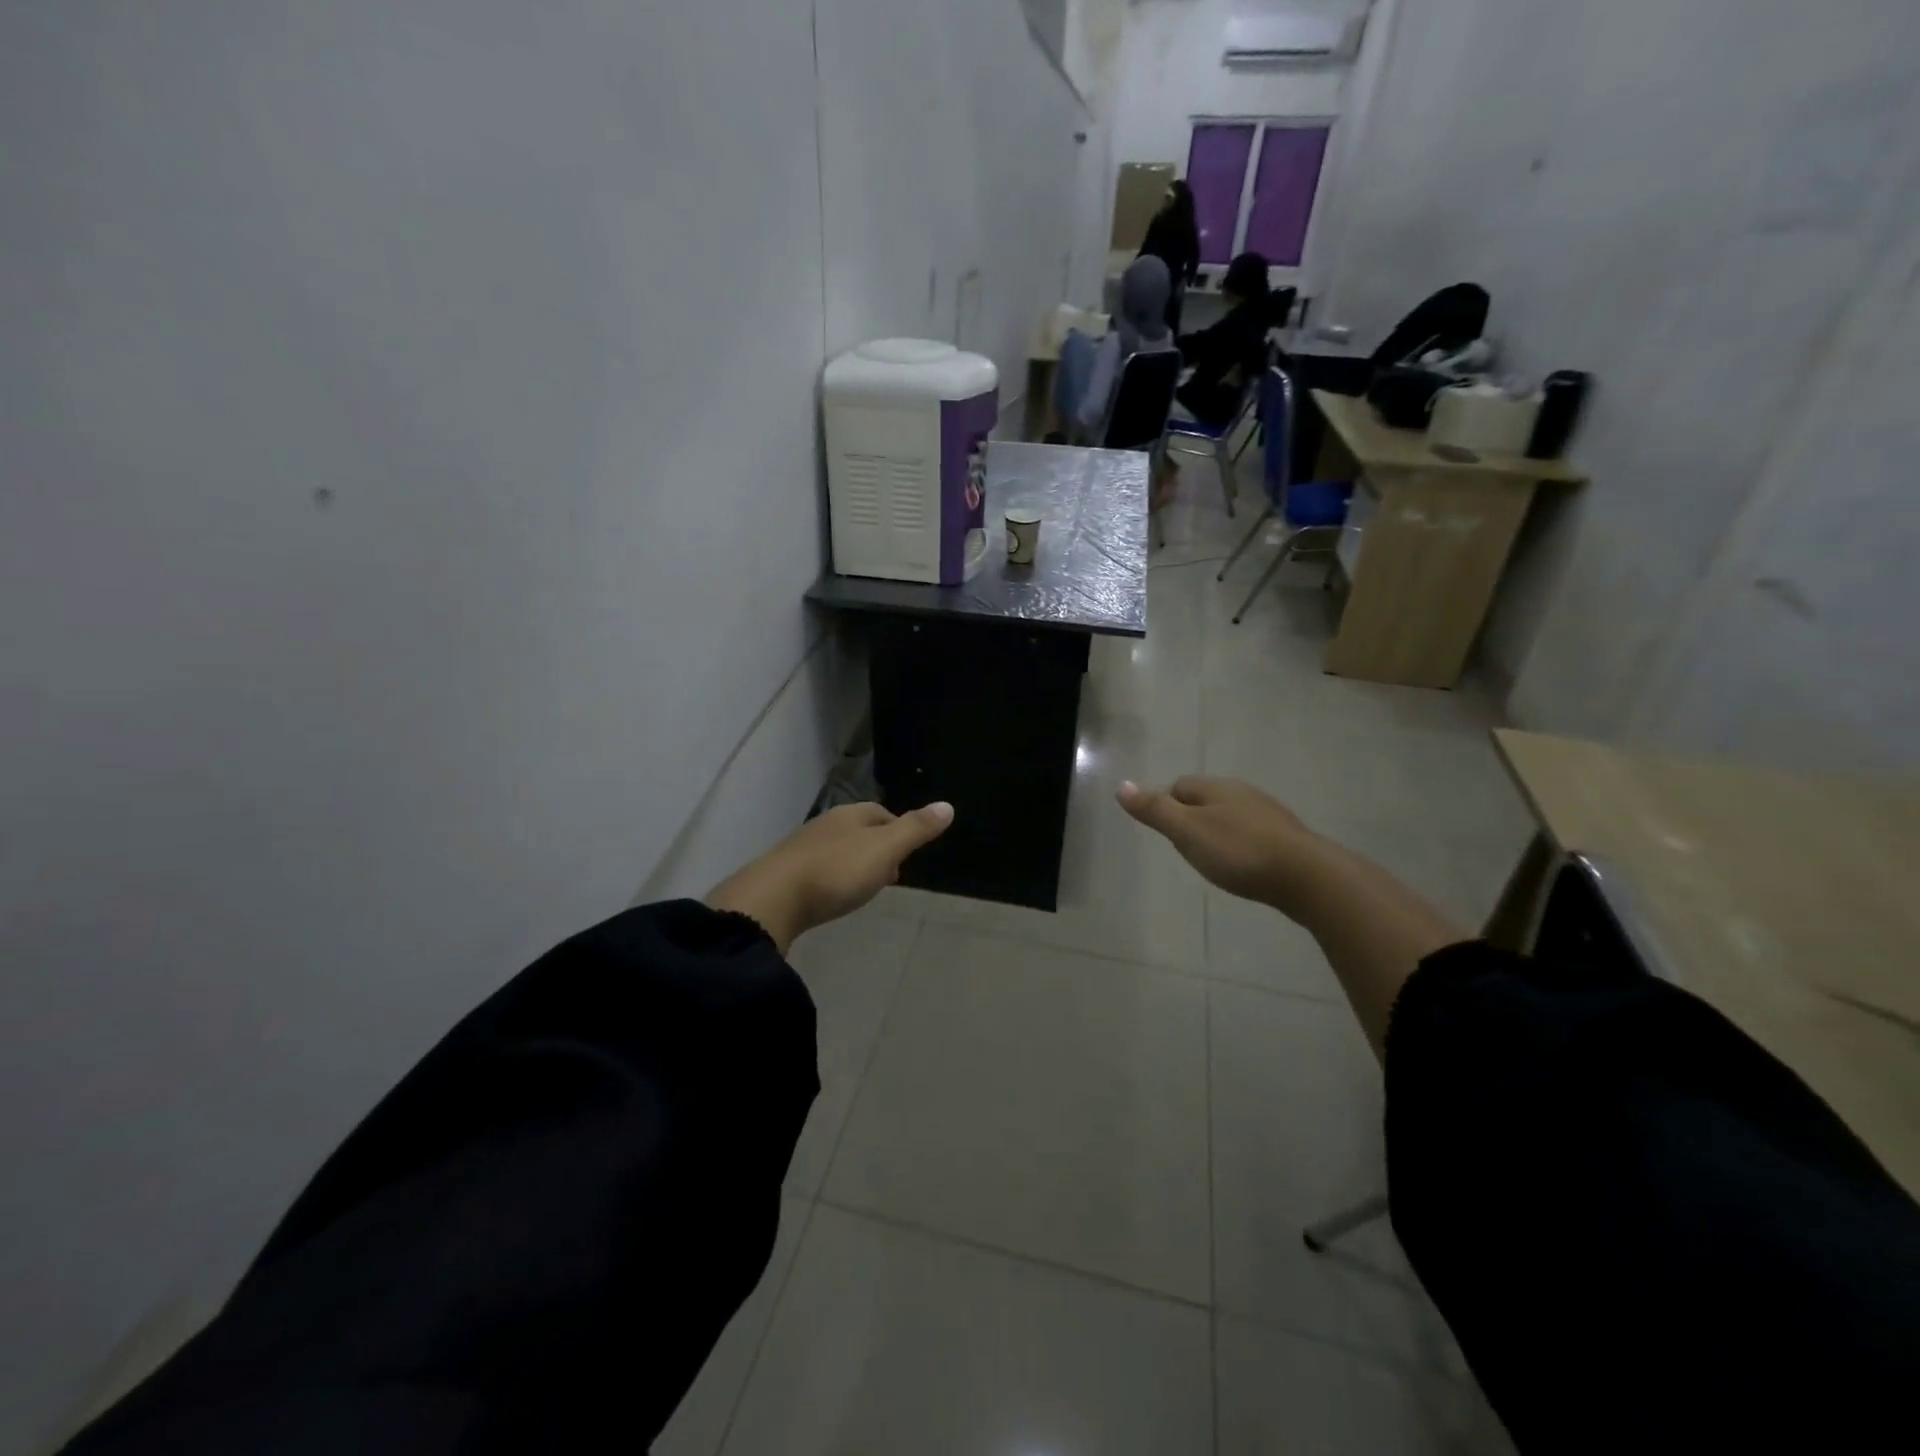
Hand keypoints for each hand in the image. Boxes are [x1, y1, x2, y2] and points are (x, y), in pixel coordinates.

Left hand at [707, 802, 953, 954]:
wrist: (772, 899)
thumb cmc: (837, 872)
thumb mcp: (884, 849)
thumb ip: (915, 830)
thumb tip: (947, 805)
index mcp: (850, 815)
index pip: (881, 813)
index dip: (898, 830)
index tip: (907, 855)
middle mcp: (825, 825)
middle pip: (859, 830)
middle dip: (877, 848)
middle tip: (891, 874)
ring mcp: (801, 848)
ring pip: (837, 849)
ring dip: (854, 864)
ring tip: (864, 888)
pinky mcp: (784, 873)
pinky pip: (817, 869)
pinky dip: (832, 878)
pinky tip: (832, 896)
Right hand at [1117, 776, 1318, 911]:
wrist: (1307, 877)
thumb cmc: (1239, 852)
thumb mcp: (1187, 831)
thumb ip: (1154, 810)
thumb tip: (1121, 785)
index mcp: (1217, 788)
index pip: (1180, 786)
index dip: (1166, 804)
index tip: (1164, 832)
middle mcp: (1244, 794)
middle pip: (1207, 799)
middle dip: (1192, 818)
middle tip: (1184, 848)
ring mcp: (1269, 816)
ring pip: (1232, 817)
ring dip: (1219, 832)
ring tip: (1212, 859)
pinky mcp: (1288, 840)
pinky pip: (1254, 835)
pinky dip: (1242, 846)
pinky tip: (1244, 867)